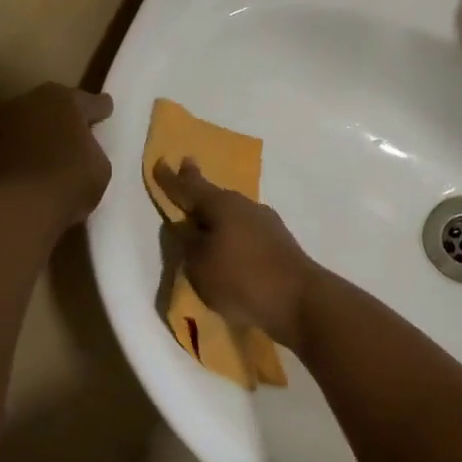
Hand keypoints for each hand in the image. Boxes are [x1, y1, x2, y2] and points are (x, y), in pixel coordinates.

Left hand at [0, 84, 113, 229]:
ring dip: (41, 132)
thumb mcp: (100, 166)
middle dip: (67, 117)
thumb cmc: (70, 180)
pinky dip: (24, 150)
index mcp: (66, 99)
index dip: (101, 110)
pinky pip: (16, 143)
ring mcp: (5, 121)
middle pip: (56, 105)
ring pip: (32, 122)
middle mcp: (32, 100)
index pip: (91, 102)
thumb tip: (81, 148)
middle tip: (78, 133)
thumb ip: (92, 148)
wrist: (19, 207)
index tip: (105, 113)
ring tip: (53, 151)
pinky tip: (33, 165)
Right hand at [153, 159, 321, 347]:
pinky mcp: (279, 243)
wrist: (300, 300)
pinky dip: (233, 234)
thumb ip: (187, 241)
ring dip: (217, 216)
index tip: (161, 162)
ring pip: (233, 214)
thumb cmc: (241, 278)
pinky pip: (246, 232)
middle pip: (215, 196)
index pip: (189, 187)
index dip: (172, 178)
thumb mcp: (200, 263)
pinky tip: (230, 246)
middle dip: (198, 192)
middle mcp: (245, 205)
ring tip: (204, 221)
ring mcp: (267, 223)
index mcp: (221, 204)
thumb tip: (183, 223)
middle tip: (185, 180)